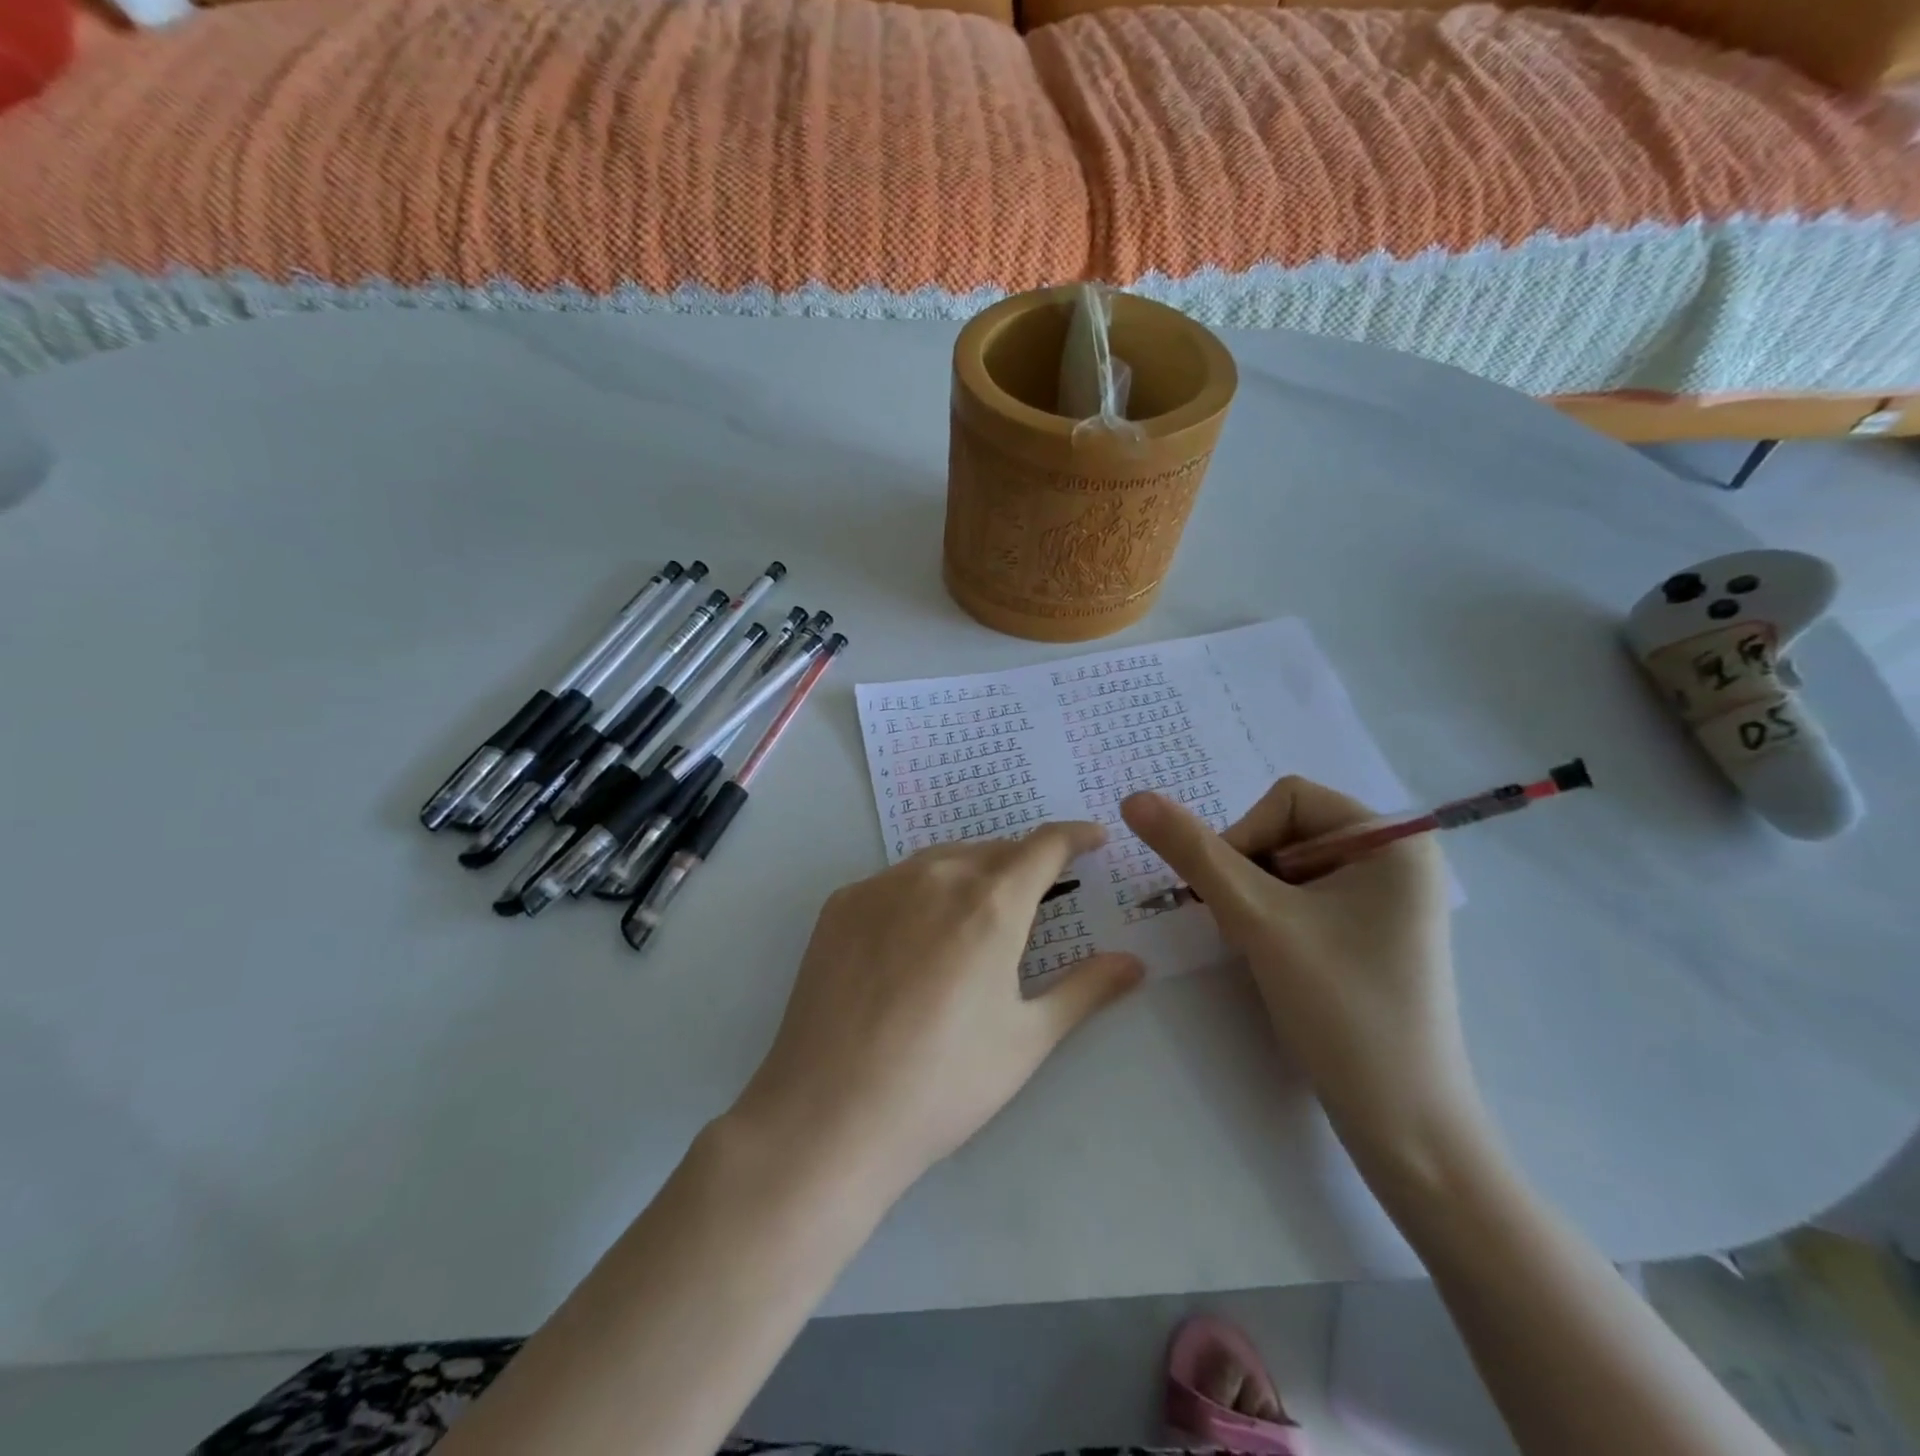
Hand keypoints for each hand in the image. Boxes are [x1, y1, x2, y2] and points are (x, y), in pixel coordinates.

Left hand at [728, 823, 1143, 1201]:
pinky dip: (924, 888)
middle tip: (1041, 890)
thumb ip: (1085, 990)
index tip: (1092, 838)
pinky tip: (920, 931)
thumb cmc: (943, 1084)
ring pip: (943, 858)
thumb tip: (1134, 962)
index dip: (1073, 836)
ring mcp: (880, 886)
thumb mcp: (1026, 1040)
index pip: (1043, 846)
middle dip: (1025, 860)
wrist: (828, 1116)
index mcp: (990, 904)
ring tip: (983, 907)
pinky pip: (897, 879)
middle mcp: (936, 877)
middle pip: (993, 849)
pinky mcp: (841, 904)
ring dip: (975, 869)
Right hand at [1122, 779, 1483, 1170]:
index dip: (1243, 839)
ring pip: (1288, 867)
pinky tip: (1279, 960)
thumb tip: (1135, 798)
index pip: (1286, 799)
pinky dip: (1275, 918)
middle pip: (1287, 831)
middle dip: (1249, 874)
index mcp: (1391, 838)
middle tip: (1246, 930)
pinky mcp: (1374, 932)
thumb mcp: (1256, 920)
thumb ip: (1193, 852)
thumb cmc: (1340, 1008)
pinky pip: (1306, 897)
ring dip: (1256, 899)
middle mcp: (1397, 857)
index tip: (1235, 901)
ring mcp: (1388, 897)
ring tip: (1263, 950)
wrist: (1405, 1125)